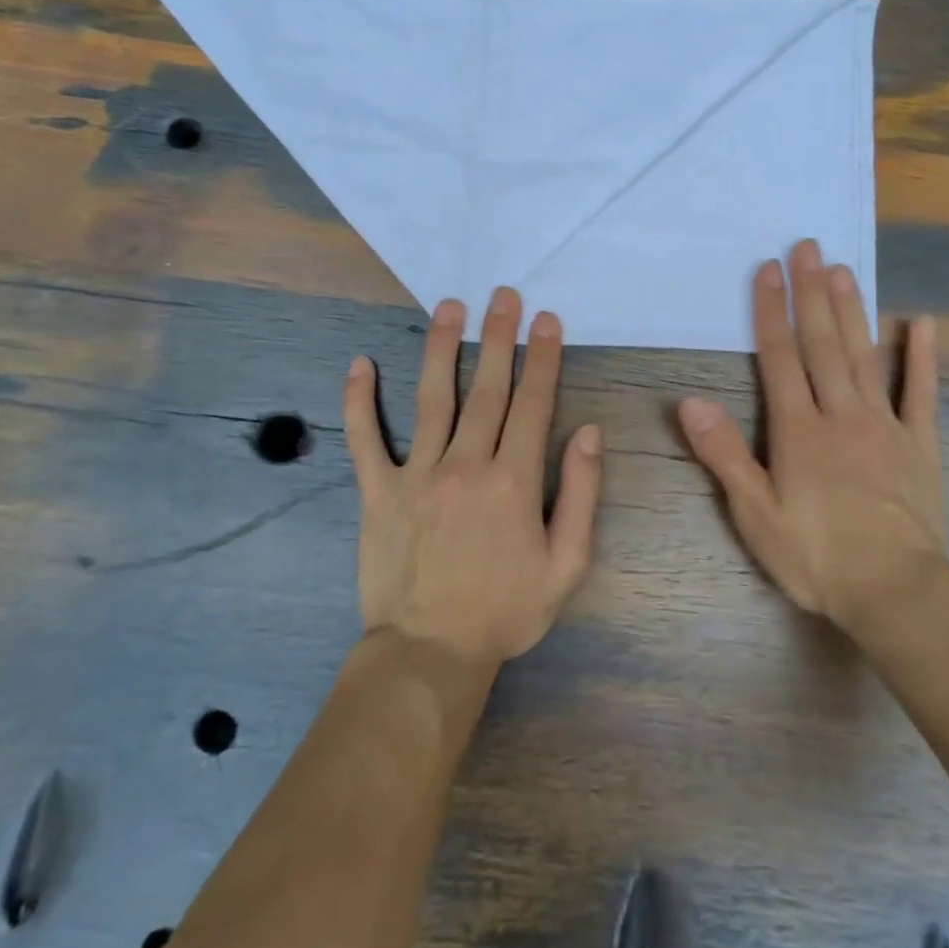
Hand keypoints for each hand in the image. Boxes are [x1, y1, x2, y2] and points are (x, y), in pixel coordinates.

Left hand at [344, 287, 602, 668]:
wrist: (431, 652)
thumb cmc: (506, 610)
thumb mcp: (567, 565)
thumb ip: (583, 495)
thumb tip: (589, 432)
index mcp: (514, 481)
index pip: (533, 404)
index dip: (542, 358)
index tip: (546, 320)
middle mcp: (466, 464)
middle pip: (486, 388)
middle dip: (499, 337)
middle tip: (503, 295)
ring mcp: (417, 474)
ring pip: (432, 398)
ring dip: (442, 348)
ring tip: (449, 307)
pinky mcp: (378, 492)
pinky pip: (365, 439)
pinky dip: (359, 401)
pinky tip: (360, 364)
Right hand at [677, 240, 948, 637]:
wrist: (896, 592)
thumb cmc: (816, 556)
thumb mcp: (755, 514)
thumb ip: (724, 454)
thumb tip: (690, 402)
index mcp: (799, 430)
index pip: (780, 357)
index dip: (771, 311)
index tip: (768, 270)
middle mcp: (840, 414)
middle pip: (823, 344)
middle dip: (811, 294)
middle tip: (808, 247)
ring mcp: (884, 426)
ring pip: (865, 357)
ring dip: (853, 311)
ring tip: (845, 270)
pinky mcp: (919, 445)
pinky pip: (920, 393)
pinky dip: (921, 357)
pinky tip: (923, 323)